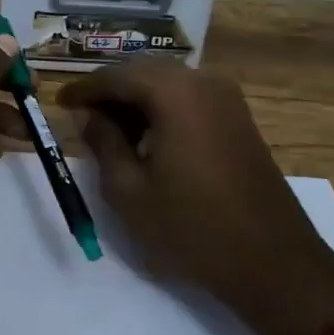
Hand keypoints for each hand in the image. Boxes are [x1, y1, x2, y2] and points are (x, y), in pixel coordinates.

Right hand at [60, 63, 333, 334]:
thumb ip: (103, 142)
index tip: (59, 102)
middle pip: (143, 72)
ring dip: (136, 100)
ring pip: (167, 84)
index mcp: (173, 92)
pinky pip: (189, 98)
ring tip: (111, 132)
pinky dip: (162, 109)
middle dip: (110, 91)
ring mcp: (226, 98)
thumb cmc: (191, 226)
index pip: (115, 76)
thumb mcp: (129, 190)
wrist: (274, 262)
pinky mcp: (239, 118)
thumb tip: (90, 116)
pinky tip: (148, 138)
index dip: (84, 88)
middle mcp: (202, 81)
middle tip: (83, 116)